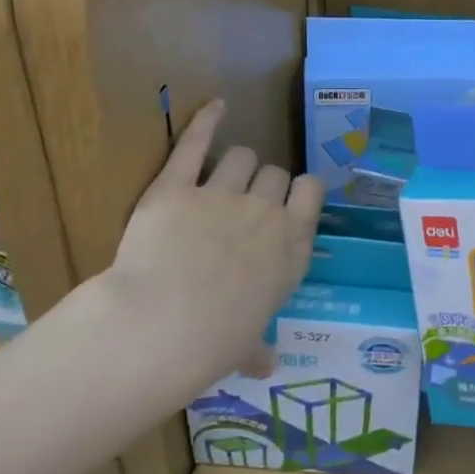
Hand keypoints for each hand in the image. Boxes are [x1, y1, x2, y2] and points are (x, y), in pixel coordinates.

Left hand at [99, 100, 323, 390]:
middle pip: (275, 174)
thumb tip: (266, 367)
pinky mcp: (175, 186)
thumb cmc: (215, 343)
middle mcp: (265, 212)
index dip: (299, 193)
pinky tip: (215, 106)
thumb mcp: (246, 347)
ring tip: (223, 179)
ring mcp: (221, 195)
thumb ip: (258, 348)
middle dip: (263, 185)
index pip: (311, 192)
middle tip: (245, 205)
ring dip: (236, 166)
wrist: (163, 325)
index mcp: (291, 246)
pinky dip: (205, 121)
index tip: (289, 201)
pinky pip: (195, 143)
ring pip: (242, 157)